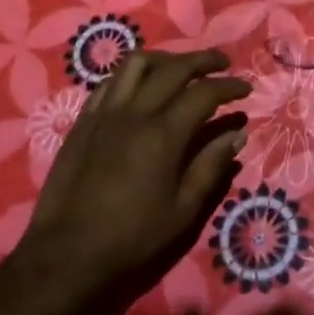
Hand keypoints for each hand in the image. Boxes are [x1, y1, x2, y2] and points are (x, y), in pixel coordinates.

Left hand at [14, 49, 250, 314]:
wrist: (67, 256)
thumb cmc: (132, 238)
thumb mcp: (183, 210)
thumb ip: (211, 166)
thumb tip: (236, 134)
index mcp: (164, 134)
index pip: (205, 92)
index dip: (229, 85)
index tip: (246, 88)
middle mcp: (135, 112)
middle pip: (174, 67)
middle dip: (204, 60)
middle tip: (222, 64)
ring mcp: (105, 113)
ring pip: (137, 64)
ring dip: (165, 58)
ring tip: (180, 68)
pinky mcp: (83, 122)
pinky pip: (109, 83)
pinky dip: (132, 76)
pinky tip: (140, 87)